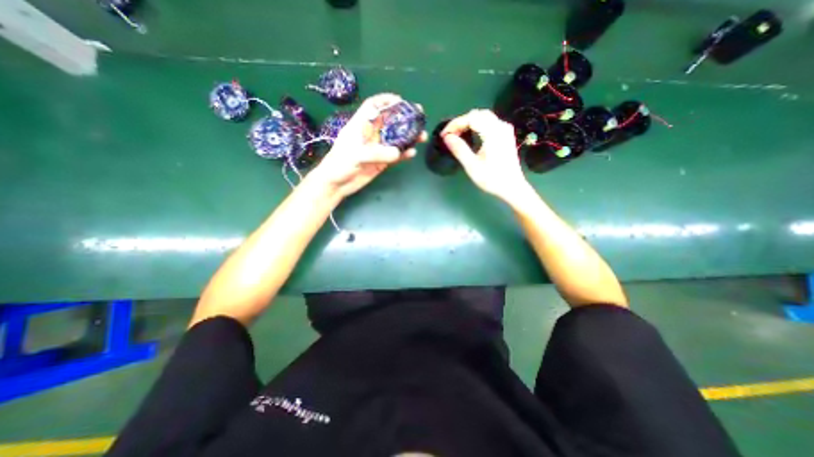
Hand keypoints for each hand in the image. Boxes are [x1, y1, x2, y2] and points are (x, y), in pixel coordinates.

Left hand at [309, 92, 427, 197]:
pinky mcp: (381, 163)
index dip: (386, 101)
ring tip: (422, 137)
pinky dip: (404, 154)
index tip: (401, 100)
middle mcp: (370, 135)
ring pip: (396, 140)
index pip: (373, 107)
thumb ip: (376, 153)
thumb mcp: (355, 156)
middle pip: (389, 122)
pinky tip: (412, 153)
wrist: (336, 185)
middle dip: (404, 119)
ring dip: (409, 137)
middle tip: (420, 117)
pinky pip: (395, 156)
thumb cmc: (339, 165)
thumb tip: (397, 153)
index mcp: (360, 126)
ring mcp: (377, 149)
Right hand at [443, 109, 532, 202]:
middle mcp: (501, 127)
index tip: (444, 134)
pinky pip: (489, 122)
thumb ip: (459, 149)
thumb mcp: (472, 166)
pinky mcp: (506, 135)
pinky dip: (477, 125)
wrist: (512, 187)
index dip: (455, 124)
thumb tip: (447, 137)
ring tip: (457, 134)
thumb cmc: (492, 179)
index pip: (471, 118)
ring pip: (484, 117)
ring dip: (469, 123)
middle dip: (461, 122)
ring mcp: (505, 130)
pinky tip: (470, 134)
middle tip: (449, 134)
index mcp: (493, 133)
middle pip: (477, 114)